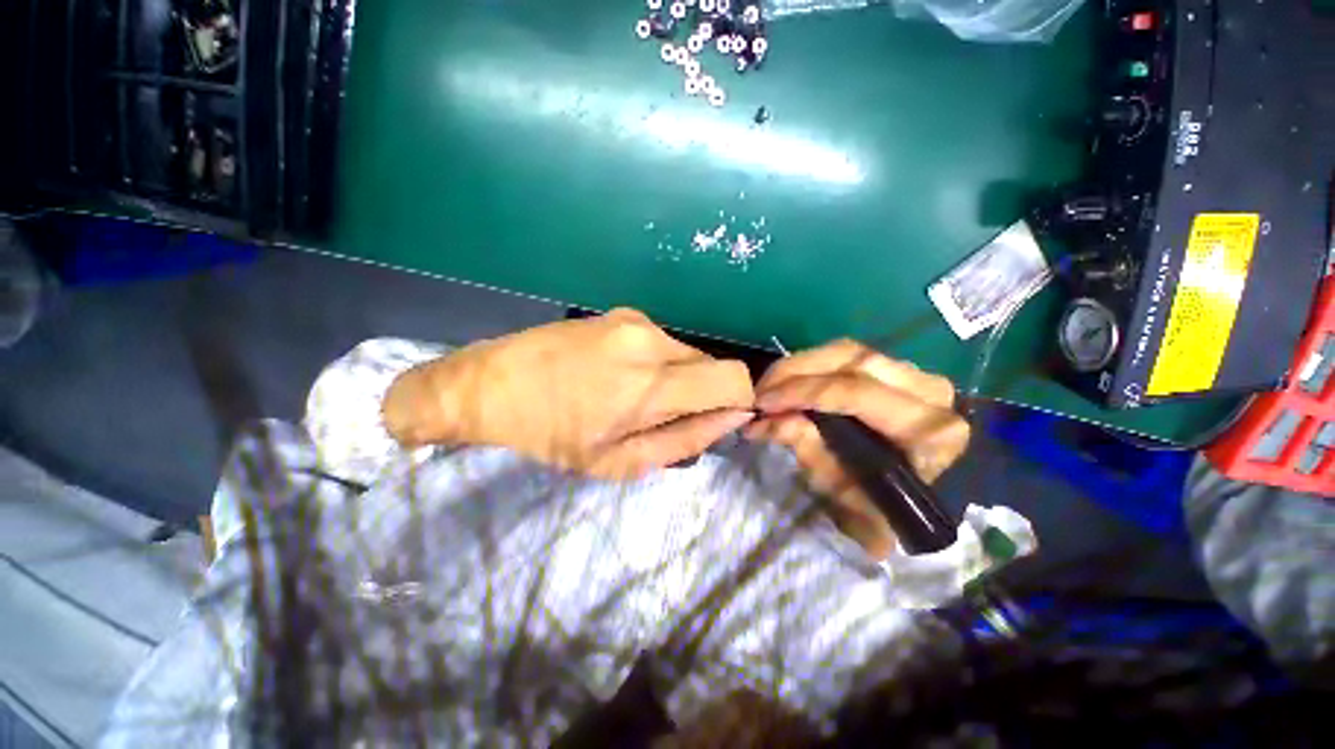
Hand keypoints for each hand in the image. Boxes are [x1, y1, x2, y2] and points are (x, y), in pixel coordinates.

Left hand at [382, 309, 754, 479]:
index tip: (719, 419)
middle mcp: (651, 340)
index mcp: (650, 384)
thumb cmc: (552, 434)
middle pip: (714, 365)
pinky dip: (659, 363)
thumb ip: (685, 440)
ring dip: (678, 379)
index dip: (740, 401)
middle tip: (663, 416)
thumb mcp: (619, 461)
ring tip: (634, 396)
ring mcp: (636, 320)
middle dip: (704, 394)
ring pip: (689, 353)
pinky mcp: (623, 313)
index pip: (734, 379)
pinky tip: (620, 374)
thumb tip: (732, 418)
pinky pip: (664, 342)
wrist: (492, 384)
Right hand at [745, 340, 969, 559]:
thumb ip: (804, 447)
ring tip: (770, 385)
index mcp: (927, 429)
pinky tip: (791, 381)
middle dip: (796, 371)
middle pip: (852, 360)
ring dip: (801, 365)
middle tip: (760, 389)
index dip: (801, 392)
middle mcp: (930, 391)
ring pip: (849, 352)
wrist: (918, 507)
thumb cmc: (881, 510)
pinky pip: (850, 357)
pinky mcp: (900, 372)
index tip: (761, 401)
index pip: (856, 392)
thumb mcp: (838, 489)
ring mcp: (917, 376)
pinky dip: (814, 366)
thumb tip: (763, 421)